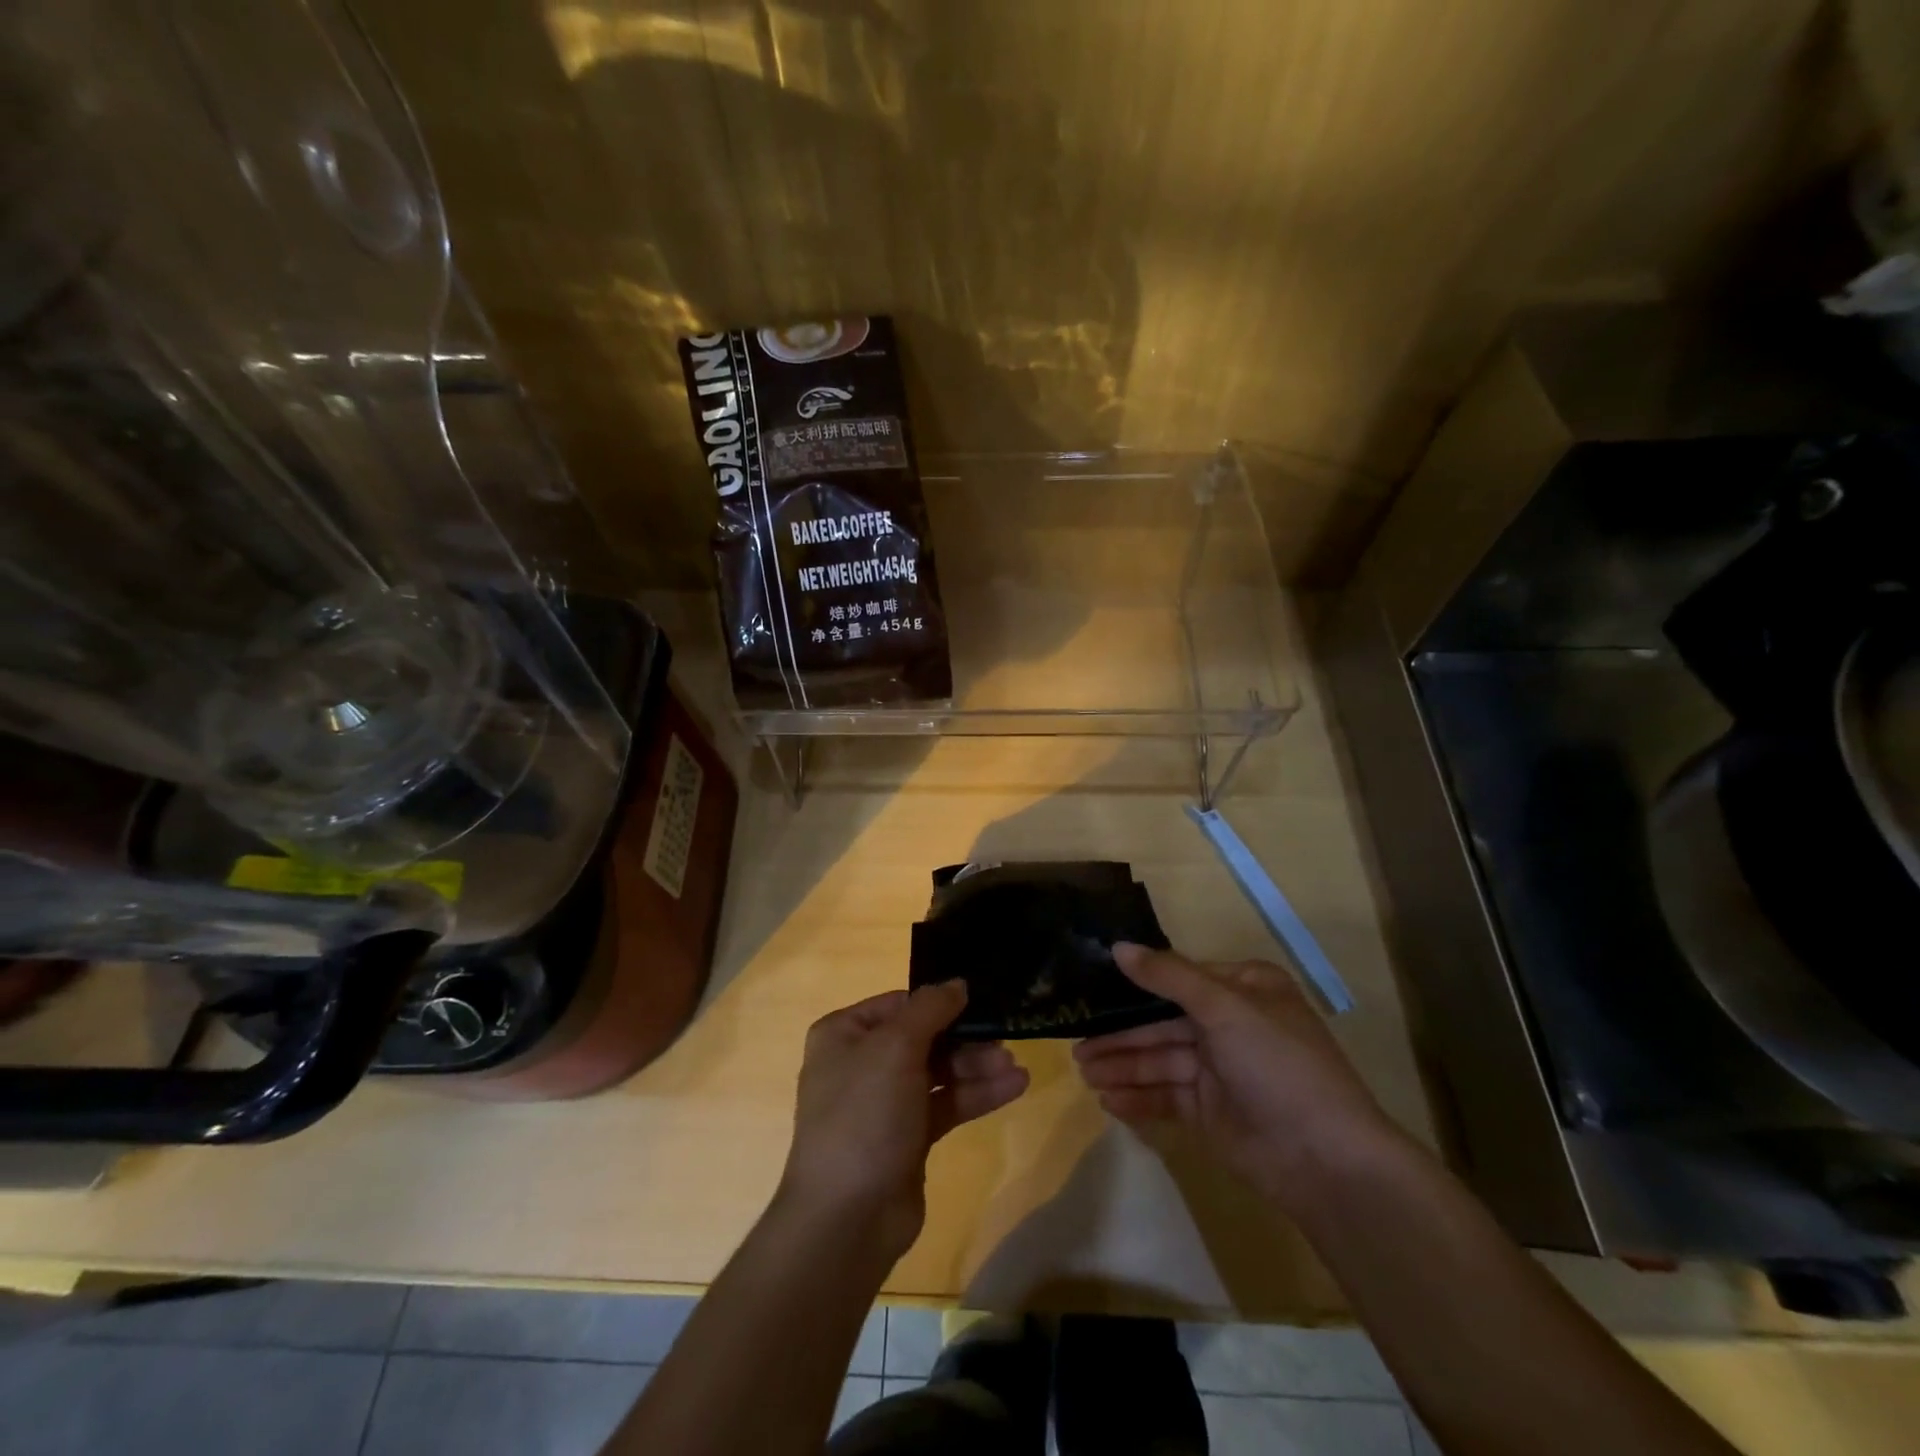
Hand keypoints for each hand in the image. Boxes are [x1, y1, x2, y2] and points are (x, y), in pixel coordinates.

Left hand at [778, 981, 1028, 1261]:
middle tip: (1005, 1041)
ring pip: (939, 1071)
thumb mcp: (895, 1048)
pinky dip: (976, 1095)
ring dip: (976, 1067)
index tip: (979, 1001)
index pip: (900, 1004)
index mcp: (845, 1034)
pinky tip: (1013, 1087)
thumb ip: (930, 1009)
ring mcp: (885, 1102)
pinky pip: (946, 1104)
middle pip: (924, 1037)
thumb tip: (956, 983)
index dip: (939, 1002)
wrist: (847, 1218)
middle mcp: (862, 1063)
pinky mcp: (908, 1137)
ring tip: (1015, 1068)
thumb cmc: (864, 1115)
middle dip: (965, 1040)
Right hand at [1073, 944, 1402, 1214]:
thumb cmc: (1278, 1065)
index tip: (1091, 986)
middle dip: (1121, 1036)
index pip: (1177, 978)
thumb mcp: (1224, 1008)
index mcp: (1243, 989)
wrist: (1325, 1160)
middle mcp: (1230, 1024)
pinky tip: (1107, 1100)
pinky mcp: (1211, 1112)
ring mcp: (1220, 1070)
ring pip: (1160, 1061)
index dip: (1135, 983)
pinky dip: (1138, 1097)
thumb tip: (1117, 946)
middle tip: (1076, 1044)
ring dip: (1122, 1067)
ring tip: (1083, 1073)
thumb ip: (1167, 976)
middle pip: (1162, 1023)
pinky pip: (1166, 1096)